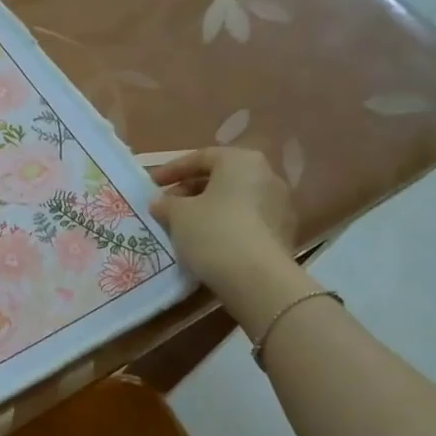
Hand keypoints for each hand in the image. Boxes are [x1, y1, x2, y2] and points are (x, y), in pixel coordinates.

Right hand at [150, 147, 308, 326]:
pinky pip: (247, 221)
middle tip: (167, 206)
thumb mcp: (177, 214)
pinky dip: (226, 225)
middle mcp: (267, 175)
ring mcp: (280, 204)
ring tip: (184, 227)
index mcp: (241, 160)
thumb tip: (161, 203)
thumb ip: (166, 203)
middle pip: (221, 178)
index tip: (152, 184)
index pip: (201, 157)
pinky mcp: (283, 232)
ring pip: (235, 200)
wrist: (256, 278)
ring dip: (208, 209)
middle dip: (191, 190)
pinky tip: (207, 242)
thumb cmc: (213, 232)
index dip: (172, 170)